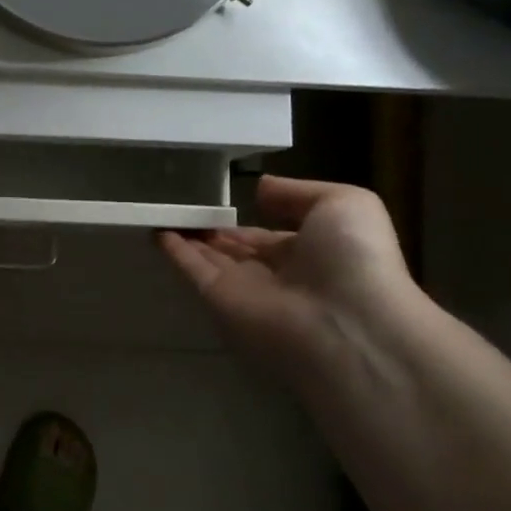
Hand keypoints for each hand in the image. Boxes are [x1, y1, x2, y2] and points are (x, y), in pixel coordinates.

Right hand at [159, 176, 415, 378]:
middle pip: (235, 248)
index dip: (246, 219)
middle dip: (213, 230)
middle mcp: (277, 272)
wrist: (348, 321)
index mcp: (311, 251)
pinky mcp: (219, 300)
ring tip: (161, 210)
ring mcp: (246, 288)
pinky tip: (155, 230)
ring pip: (210, 257)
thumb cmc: (355, 257)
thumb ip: (297, 192)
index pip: (269, 235)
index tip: (221, 200)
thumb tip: (258, 189)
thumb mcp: (345, 203)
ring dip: (188, 236)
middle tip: (183, 205)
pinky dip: (174, 251)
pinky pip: (193, 270)